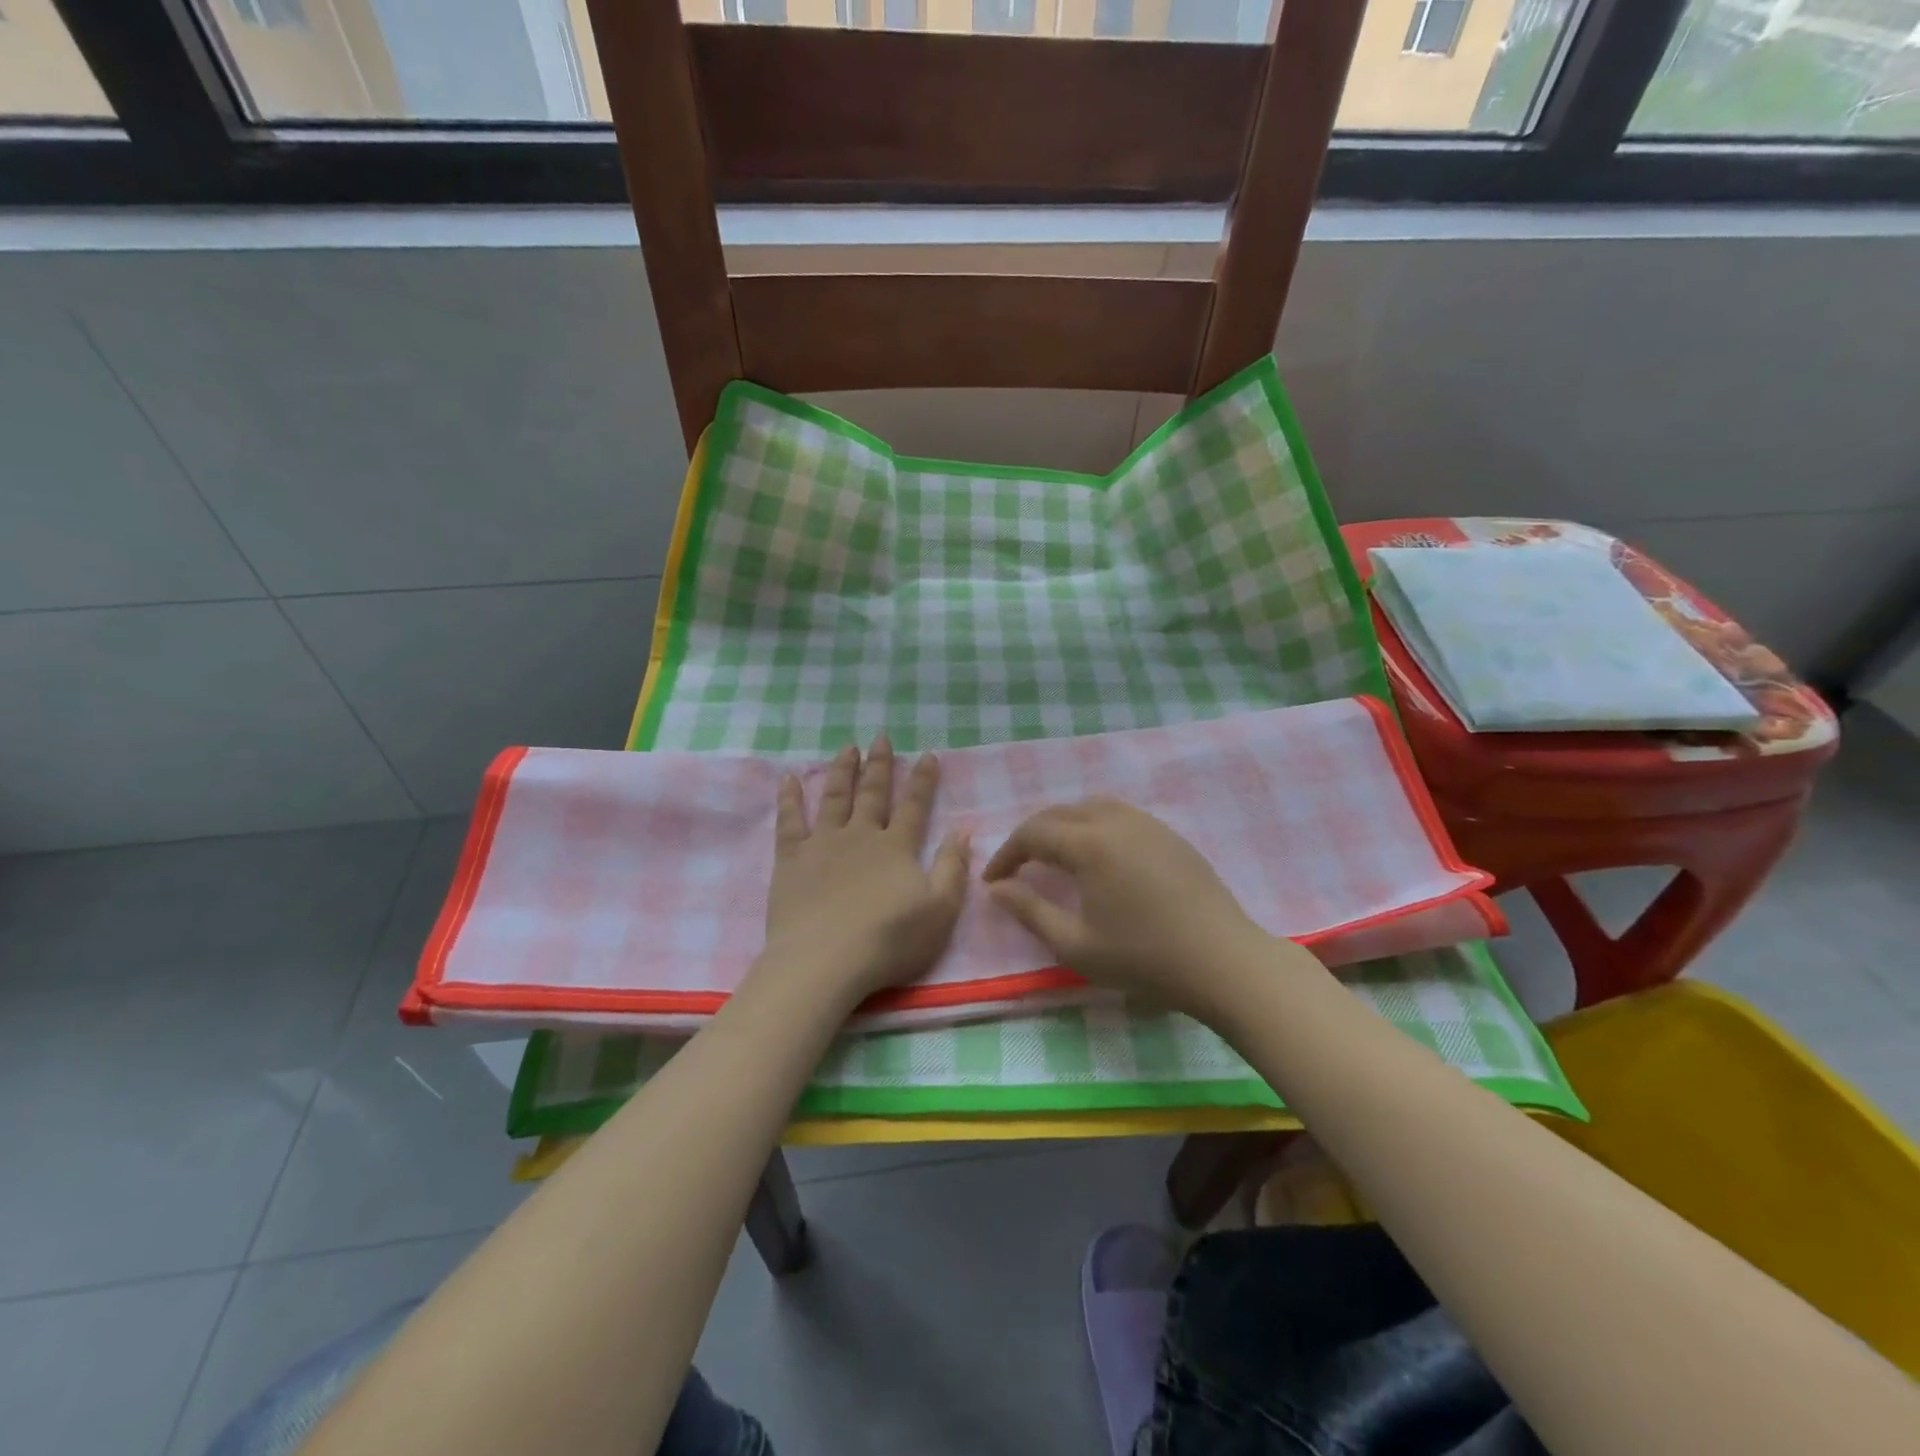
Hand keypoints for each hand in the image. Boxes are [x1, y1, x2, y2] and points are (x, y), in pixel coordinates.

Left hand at [758, 736, 970, 1007]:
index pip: (914, 806)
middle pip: (872, 793)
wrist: (825, 961)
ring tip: (846, 748)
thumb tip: (964, 829)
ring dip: (841, 771)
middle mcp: (861, 836)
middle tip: (880, 737)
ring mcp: (823, 844)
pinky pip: (789, 821)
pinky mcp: (791, 860)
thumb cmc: (889, 940)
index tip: (927, 754)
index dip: (922, 780)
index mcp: (897, 848)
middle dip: (879, 765)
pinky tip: (789, 779)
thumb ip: (953, 867)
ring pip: (834, 797)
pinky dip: (790, 798)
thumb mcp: (939, 910)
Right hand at [981, 798, 1275, 1013]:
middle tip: (1017, 868)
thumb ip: (1029, 911)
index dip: (1006, 855)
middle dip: (1031, 837)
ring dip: (1063, 826)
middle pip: (1059, 814)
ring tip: (1055, 856)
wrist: (1222, 961)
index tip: (993, 881)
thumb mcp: (1075, 945)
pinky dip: (1094, 825)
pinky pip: (1119, 815)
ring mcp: (1147, 823)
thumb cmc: (1143, 957)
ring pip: (1090, 807)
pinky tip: (1099, 856)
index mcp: (1089, 843)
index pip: (1032, 834)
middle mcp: (1115, 820)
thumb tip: (997, 888)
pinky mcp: (1169, 834)